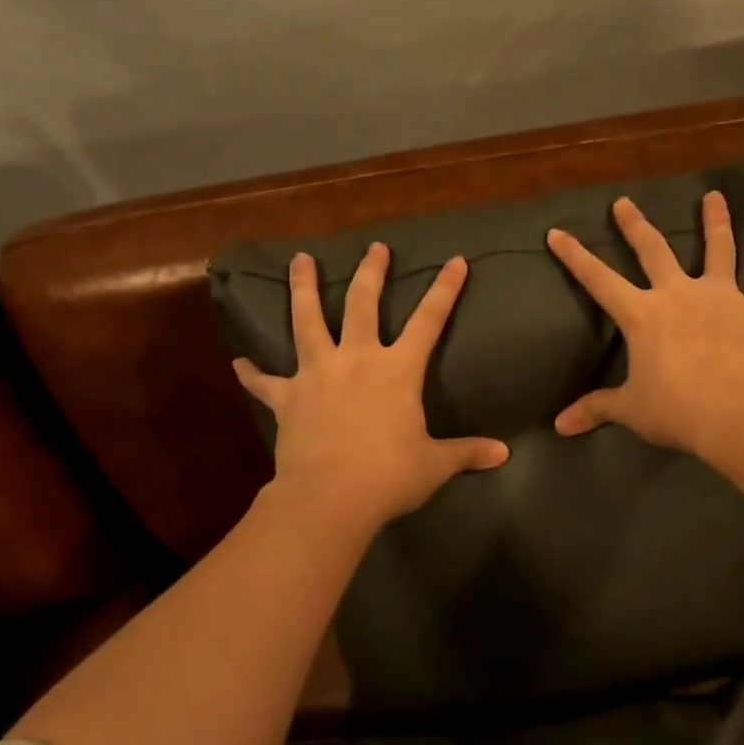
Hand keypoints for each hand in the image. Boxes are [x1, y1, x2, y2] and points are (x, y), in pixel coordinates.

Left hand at [233, 243, 508, 534]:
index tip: (455, 261)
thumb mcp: (435, 464)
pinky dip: (253, 373)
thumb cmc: (389, 476)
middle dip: (371, 272)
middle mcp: (357, 359)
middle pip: (363, 304)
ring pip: (307, 321)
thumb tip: (504, 454)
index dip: (445, 289)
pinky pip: (266, 382)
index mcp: (398, 370)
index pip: (429, 320)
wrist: (330, 497)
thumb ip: (467, 452)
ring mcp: (317, 374)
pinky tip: (238, 363)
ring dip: (303, 289)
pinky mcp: (288, 398)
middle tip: (374, 247)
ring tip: (299, 260)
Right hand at [545, 191, 743, 459]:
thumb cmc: (676, 410)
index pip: (598, 279)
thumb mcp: (631, 409)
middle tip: (624, 203)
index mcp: (643, 314)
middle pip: (654, 250)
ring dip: (717, 223)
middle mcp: (680, 294)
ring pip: (720, 250)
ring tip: (714, 197)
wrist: (736, 415)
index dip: (575, 256)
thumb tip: (559, 426)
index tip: (556, 232)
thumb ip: (596, 410)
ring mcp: (723, 299)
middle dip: (635, 225)